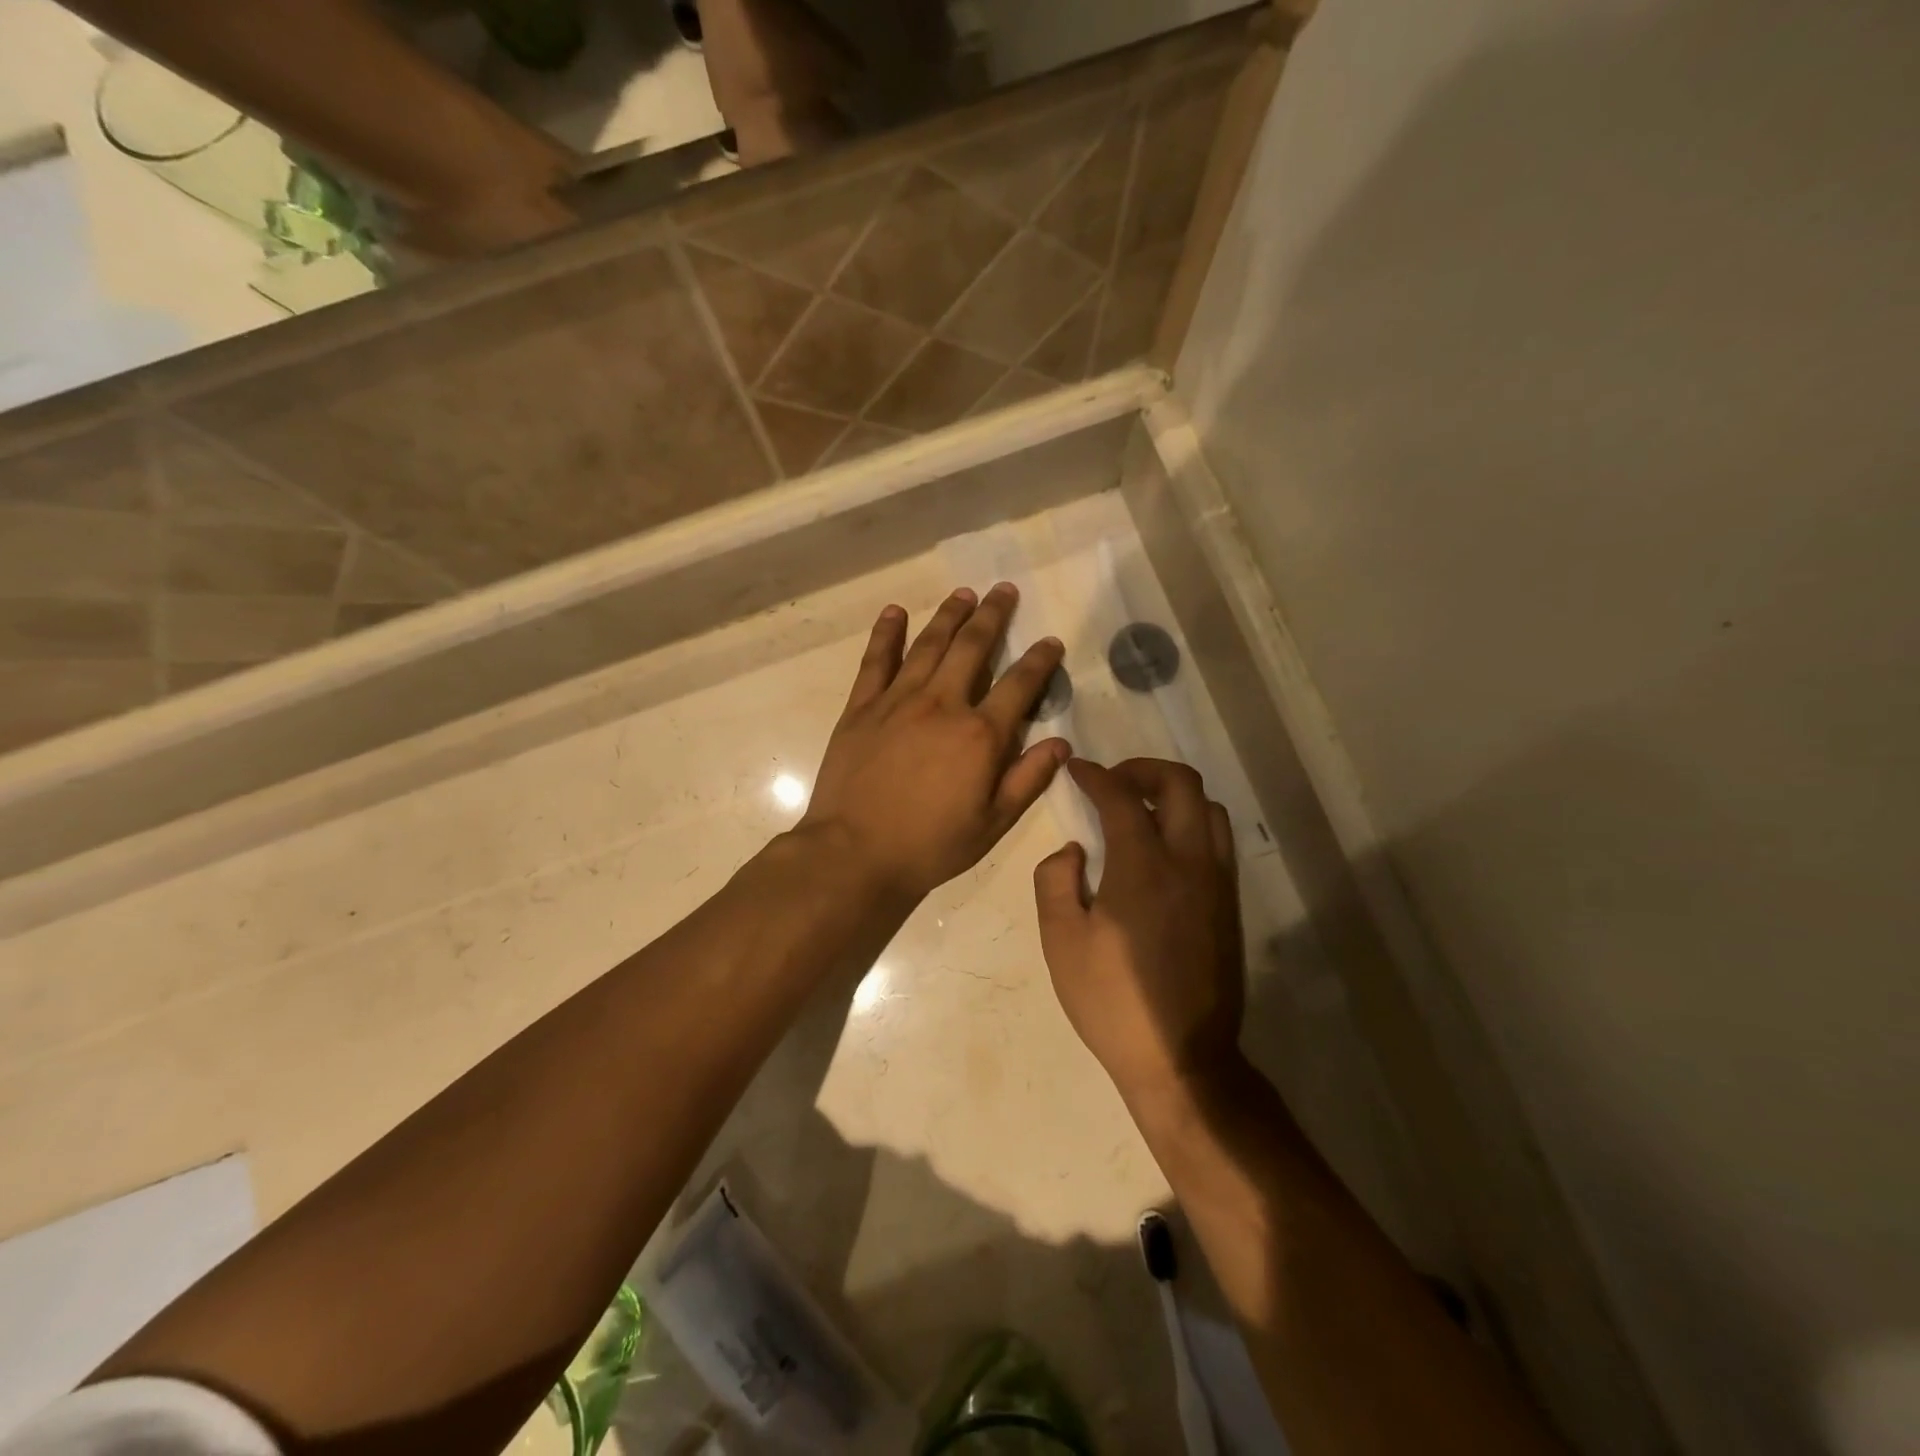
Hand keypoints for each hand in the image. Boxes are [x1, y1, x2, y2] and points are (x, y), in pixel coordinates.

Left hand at [801, 584, 1070, 904]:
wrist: (855, 853)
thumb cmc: (930, 845)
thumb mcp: (993, 823)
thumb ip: (1028, 779)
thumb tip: (1060, 743)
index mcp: (980, 734)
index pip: (1020, 684)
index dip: (1040, 660)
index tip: (1051, 641)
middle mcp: (942, 704)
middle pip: (973, 647)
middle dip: (992, 615)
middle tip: (1004, 590)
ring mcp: (898, 701)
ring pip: (929, 644)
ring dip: (949, 615)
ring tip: (963, 593)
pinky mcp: (861, 707)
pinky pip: (876, 660)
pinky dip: (886, 633)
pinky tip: (895, 612)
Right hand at [1034, 758, 1244, 1103]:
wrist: (1182, 1058)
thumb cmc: (1112, 1000)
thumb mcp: (1061, 941)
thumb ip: (1055, 880)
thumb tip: (1074, 849)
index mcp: (1144, 867)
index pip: (1122, 796)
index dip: (1095, 775)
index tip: (1077, 770)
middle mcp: (1190, 862)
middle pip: (1181, 784)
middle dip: (1143, 769)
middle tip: (1112, 782)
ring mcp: (1217, 883)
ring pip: (1209, 809)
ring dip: (1173, 796)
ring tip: (1140, 812)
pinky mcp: (1229, 905)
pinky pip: (1217, 841)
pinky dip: (1191, 824)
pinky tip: (1163, 851)